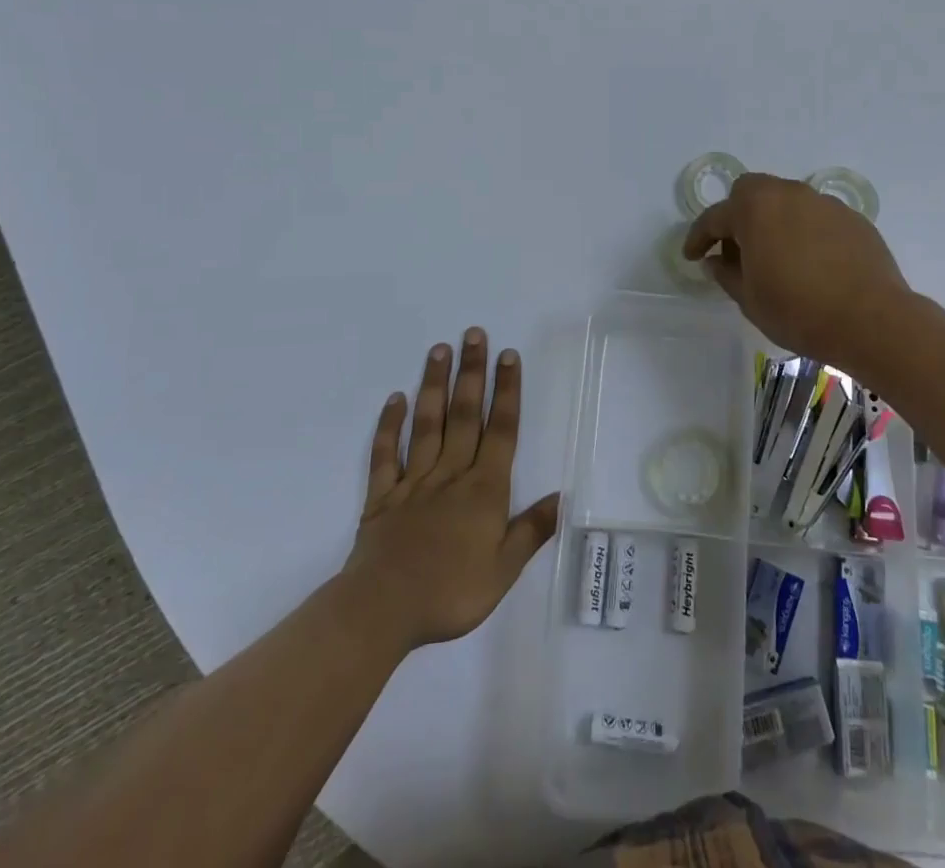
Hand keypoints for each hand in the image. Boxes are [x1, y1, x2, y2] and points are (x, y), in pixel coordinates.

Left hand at [344, 329, 560, 651]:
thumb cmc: (450, 593)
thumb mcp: (503, 571)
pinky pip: (386, 454)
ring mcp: (413, 481)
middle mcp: (451, 474)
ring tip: (439, 349)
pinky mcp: (382, 495)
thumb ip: (531, 531)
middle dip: (472, 372)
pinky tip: (396, 399)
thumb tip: (562, 497)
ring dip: (434, 385)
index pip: (501, 430)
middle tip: (473, 333)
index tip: (508, 355)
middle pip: (464, 414)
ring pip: (427, 424)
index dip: (506, 391)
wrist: (382, 611)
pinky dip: (389, 425)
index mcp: (484, 489)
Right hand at [683, 173, 913, 369]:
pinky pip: (816, 218)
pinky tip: (811, 264)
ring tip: (776, 258)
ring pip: (787, 202)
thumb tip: (715, 262)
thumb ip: (726, 274)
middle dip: (737, 216)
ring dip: (773, 222)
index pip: (715, 217)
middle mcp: (789, 194)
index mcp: (756, 208)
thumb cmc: (798, 310)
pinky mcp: (853, 219)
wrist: (872, 320)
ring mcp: (825, 203)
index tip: (692, 257)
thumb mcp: (749, 299)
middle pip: (752, 192)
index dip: (698, 238)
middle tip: (736, 251)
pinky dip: (804, 232)